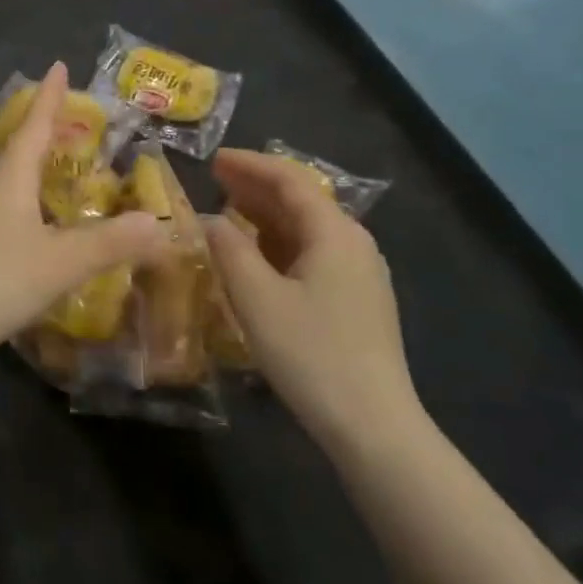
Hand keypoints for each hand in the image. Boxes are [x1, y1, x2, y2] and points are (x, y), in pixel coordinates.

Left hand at [0, 63, 168, 374]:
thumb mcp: (58, 263)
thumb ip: (110, 244)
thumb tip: (159, 222)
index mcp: (11, 181)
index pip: (35, 128)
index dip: (50, 98)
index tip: (59, 65)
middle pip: (21, 152)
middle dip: (47, 132)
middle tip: (74, 119)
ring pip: (13, 185)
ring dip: (38, 171)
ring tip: (63, 169)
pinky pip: (10, 215)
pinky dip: (33, 208)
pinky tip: (43, 229)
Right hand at [203, 149, 421, 453]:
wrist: (372, 424)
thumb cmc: (310, 353)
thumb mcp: (257, 298)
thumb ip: (228, 250)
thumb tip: (210, 220)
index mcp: (334, 232)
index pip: (289, 180)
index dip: (249, 165)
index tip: (213, 159)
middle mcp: (353, 243)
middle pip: (301, 200)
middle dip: (256, 186)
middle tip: (214, 179)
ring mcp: (360, 273)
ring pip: (307, 228)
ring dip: (266, 215)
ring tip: (228, 210)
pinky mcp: (357, 300)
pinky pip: (313, 253)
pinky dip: (279, 243)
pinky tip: (256, 255)